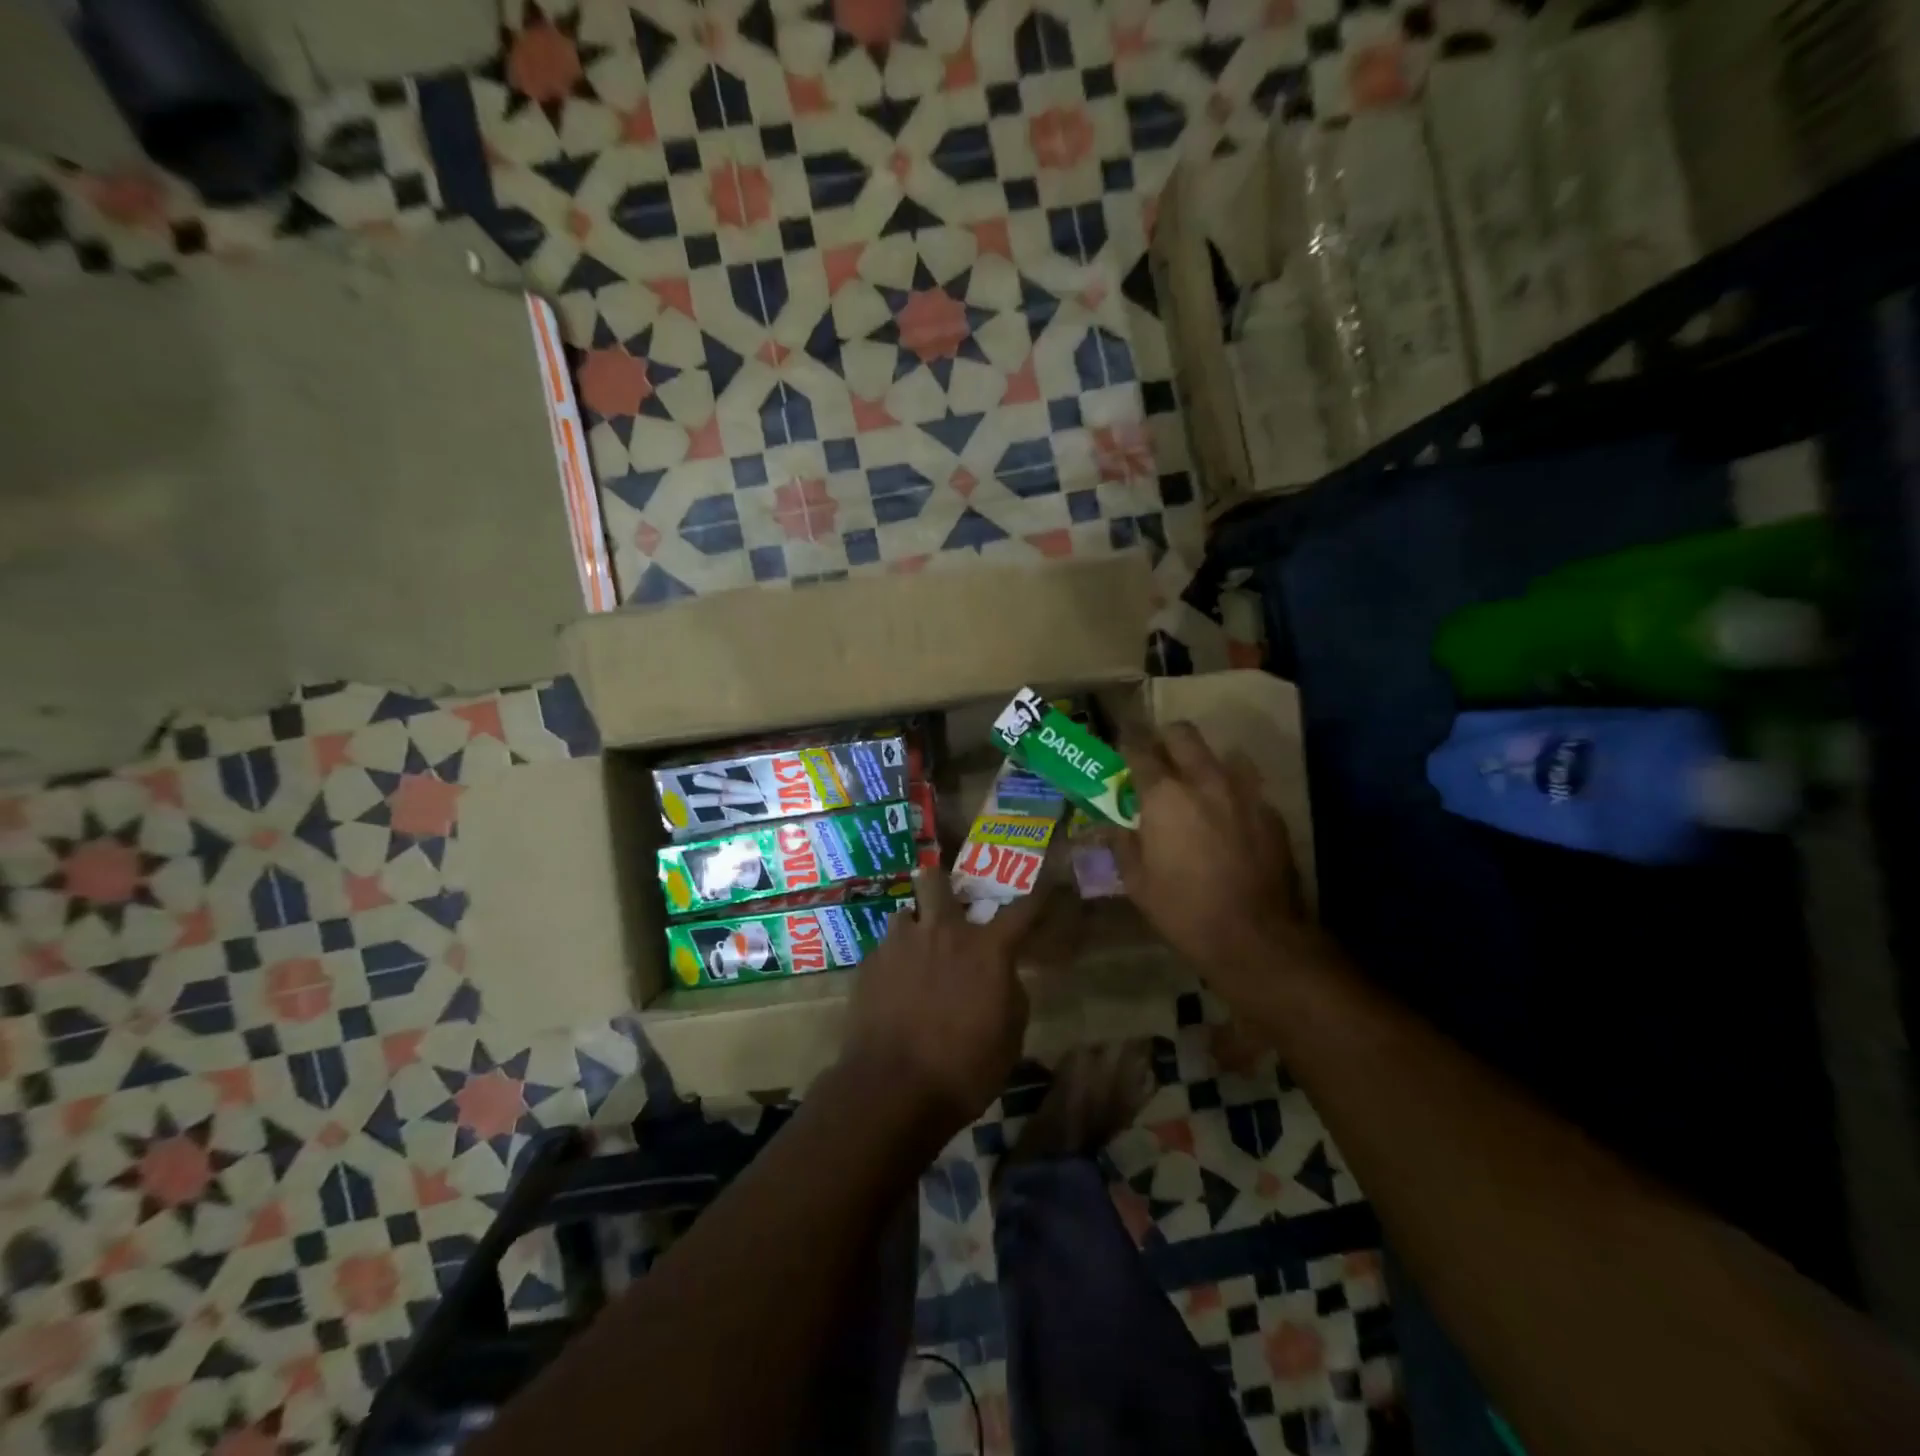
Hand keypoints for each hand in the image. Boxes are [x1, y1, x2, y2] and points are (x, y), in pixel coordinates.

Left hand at [842, 869, 1046, 1138]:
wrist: (892, 1089)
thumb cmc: (964, 1070)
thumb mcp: (1009, 1038)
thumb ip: (1009, 993)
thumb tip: (1001, 974)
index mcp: (985, 949)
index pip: (1022, 909)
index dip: (1037, 895)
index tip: (1046, 883)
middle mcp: (941, 932)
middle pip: (936, 880)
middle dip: (940, 883)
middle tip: (946, 903)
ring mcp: (899, 944)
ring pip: (904, 915)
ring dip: (913, 930)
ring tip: (915, 956)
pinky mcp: (868, 965)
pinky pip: (884, 950)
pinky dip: (893, 963)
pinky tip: (892, 991)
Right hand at [1111, 723, 1308, 977]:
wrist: (1256, 937)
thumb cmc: (1184, 910)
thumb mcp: (1137, 882)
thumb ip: (1122, 844)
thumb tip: (1113, 826)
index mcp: (1164, 795)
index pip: (1139, 748)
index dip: (1126, 743)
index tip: (1120, 747)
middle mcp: (1204, 780)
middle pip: (1183, 734)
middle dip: (1165, 739)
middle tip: (1157, 760)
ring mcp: (1244, 792)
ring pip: (1221, 754)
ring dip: (1203, 763)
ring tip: (1196, 788)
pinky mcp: (1271, 812)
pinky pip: (1246, 787)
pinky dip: (1230, 793)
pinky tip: (1227, 820)